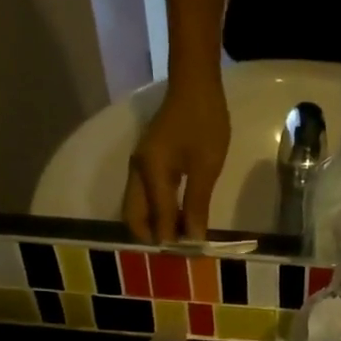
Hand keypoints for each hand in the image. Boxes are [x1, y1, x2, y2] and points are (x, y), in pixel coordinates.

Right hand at [124, 79, 229, 242]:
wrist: (195, 85)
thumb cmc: (204, 123)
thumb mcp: (206, 167)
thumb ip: (197, 204)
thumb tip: (192, 238)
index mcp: (150, 173)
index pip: (157, 219)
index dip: (171, 240)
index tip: (189, 256)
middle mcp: (137, 172)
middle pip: (133, 216)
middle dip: (152, 236)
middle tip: (178, 251)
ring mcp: (139, 166)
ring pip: (136, 207)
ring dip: (152, 224)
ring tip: (178, 237)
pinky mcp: (147, 161)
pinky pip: (144, 195)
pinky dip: (155, 211)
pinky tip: (176, 217)